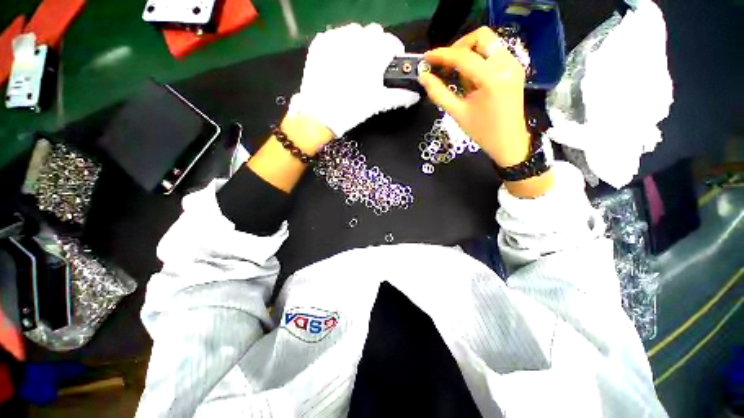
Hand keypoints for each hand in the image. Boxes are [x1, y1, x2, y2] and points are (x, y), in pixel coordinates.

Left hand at [288, 23, 419, 137]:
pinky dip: (342, 45)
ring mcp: (336, 38)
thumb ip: (400, 96)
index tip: (391, 64)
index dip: (394, 53)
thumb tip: (414, 95)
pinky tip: (340, 62)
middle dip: (377, 47)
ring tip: (356, 64)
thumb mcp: (378, 103)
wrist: (319, 115)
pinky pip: (336, 35)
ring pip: (355, 31)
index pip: (392, 43)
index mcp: (373, 53)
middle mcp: (356, 39)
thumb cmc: (352, 109)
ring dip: (360, 43)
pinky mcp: (320, 43)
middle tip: (373, 67)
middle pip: (374, 33)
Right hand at [419, 27, 529, 167]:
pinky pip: (493, 53)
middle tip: (445, 65)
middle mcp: (506, 65)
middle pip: (481, 37)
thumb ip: (439, 93)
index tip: (427, 58)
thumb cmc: (482, 132)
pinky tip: (472, 79)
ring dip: (468, 54)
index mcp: (492, 79)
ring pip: (488, 43)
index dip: (442, 55)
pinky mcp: (514, 68)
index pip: (463, 56)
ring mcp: (513, 65)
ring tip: (459, 77)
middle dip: (458, 47)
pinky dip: (478, 59)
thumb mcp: (457, 113)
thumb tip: (424, 77)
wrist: (509, 142)